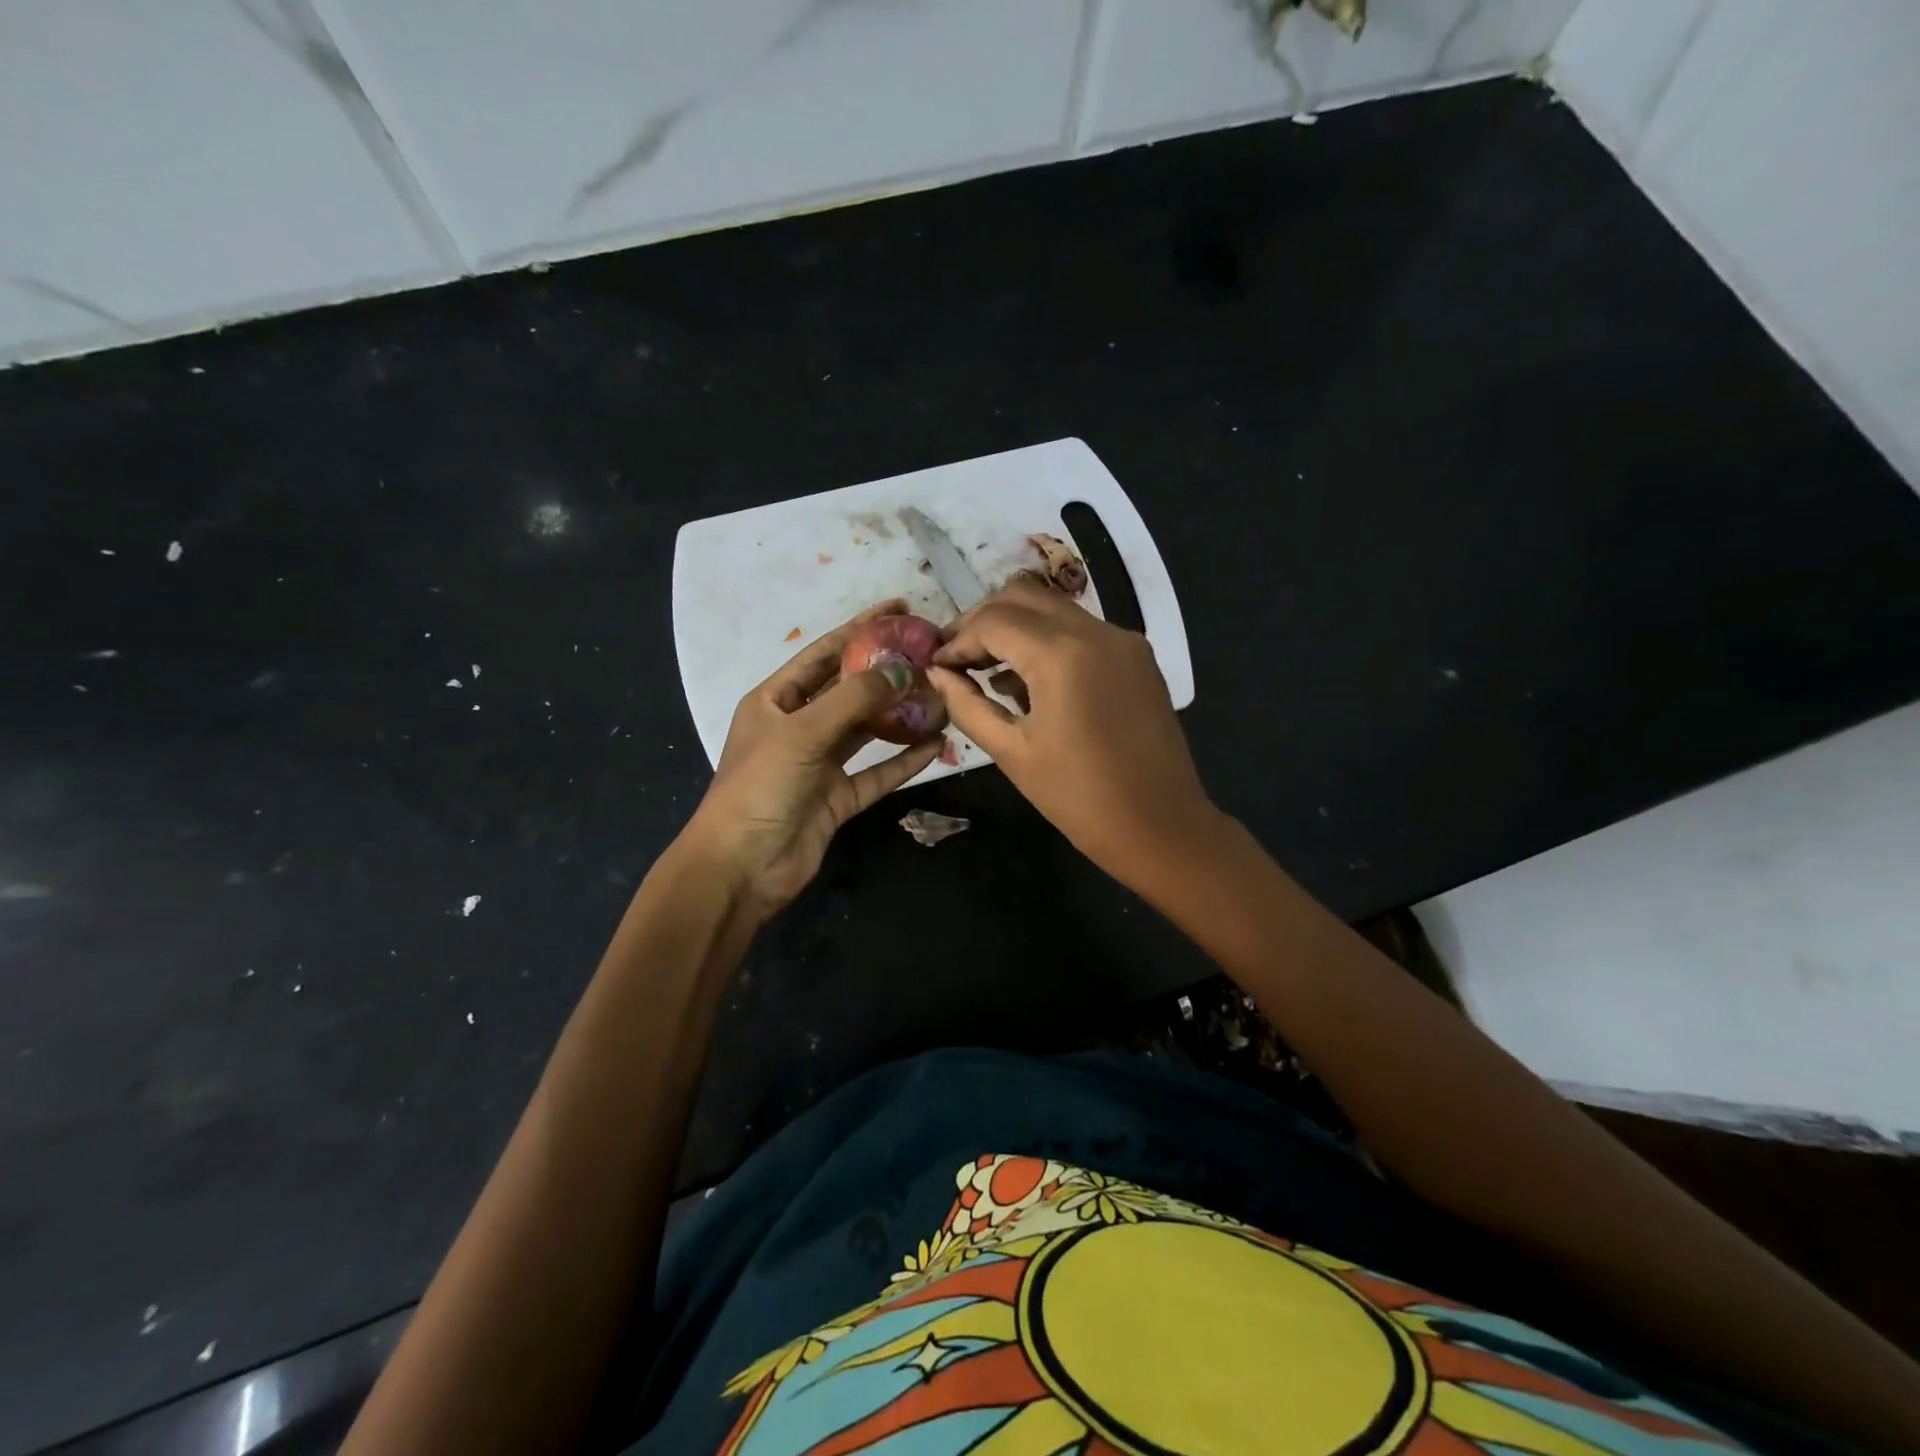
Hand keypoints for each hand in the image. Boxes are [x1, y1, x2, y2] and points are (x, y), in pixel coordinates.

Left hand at [683, 601, 941, 918]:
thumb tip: (903, 669)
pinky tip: (935, 743)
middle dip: (886, 672)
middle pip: (848, 691)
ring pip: (866, 731)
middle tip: (929, 653)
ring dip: (899, 715)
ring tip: (938, 694)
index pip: (822, 654)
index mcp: (775, 701)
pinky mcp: (838, 798)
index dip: (859, 629)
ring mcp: (819, 765)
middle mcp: (798, 727)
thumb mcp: (803, 732)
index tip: (899, 608)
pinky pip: (877, 772)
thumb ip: (854, 698)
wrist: (742, 867)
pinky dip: (904, 760)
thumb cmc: (761, 787)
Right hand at [928, 580, 1216, 887]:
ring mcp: (1123, 640)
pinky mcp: (1138, 657)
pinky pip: (1082, 630)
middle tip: (957, 657)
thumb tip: (937, 674)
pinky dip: (1048, 641)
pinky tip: (1030, 681)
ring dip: (1016, 627)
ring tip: (988, 671)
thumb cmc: (1079, 798)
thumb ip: (967, 705)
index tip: (936, 666)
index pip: (994, 621)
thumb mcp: (1011, 752)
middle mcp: (1096, 631)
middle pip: (1023, 597)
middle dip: (982, 621)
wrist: (1161, 826)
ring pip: (1054, 608)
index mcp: (1062, 655)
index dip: (957, 640)